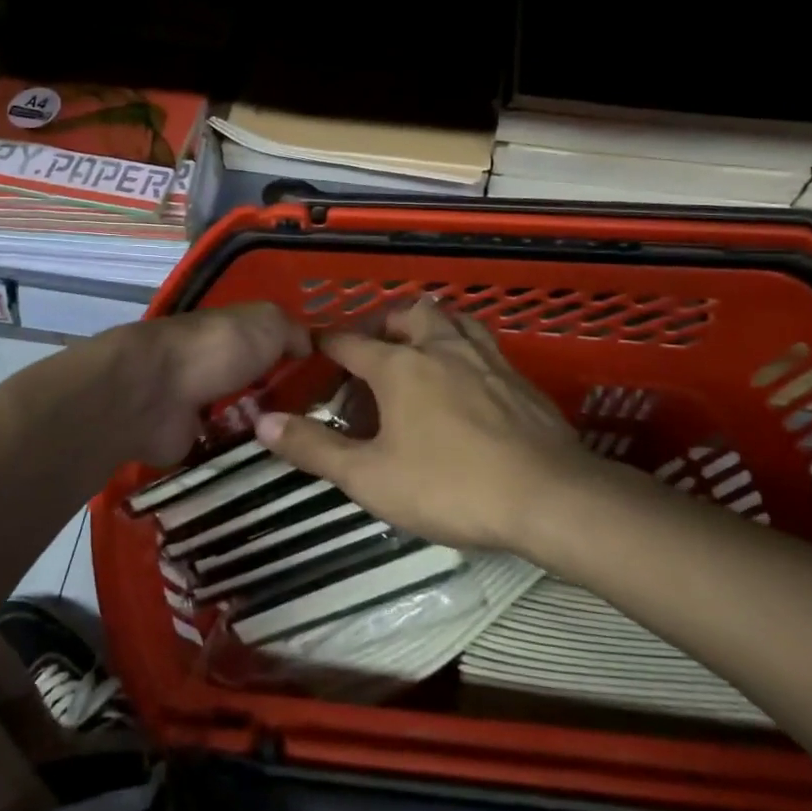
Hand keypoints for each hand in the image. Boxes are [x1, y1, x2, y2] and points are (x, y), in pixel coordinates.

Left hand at [114, 303, 311, 466]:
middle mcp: (213, 365)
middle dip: (283, 401)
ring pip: (240, 418)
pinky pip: (221, 450)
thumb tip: (308, 346)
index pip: (269, 344)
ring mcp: (197, 404)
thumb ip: (292, 331)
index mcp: (231, 333)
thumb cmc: (216, 349)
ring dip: (264, 431)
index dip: (297, 360)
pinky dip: (240, 458)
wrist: (155, 393)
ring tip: (305, 453)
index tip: (330, 383)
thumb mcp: (267, 323)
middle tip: (325, 427)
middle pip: (255, 383)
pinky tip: (273, 470)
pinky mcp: (184, 440)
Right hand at [255, 299, 595, 549]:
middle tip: (374, 349)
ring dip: (430, 326)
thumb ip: (314, 448)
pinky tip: (467, 380)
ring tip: (420, 349)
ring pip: (454, 320)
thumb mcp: (370, 477)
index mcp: (400, 366)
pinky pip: (484, 345)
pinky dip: (464, 349)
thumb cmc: (449, 486)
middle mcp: (442, 348)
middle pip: (409, 314)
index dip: (328, 344)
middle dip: (385, 324)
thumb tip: (263, 422)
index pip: (351, 342)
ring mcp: (486, 360)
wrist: (548, 497)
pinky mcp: (519, 380)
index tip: (315, 349)